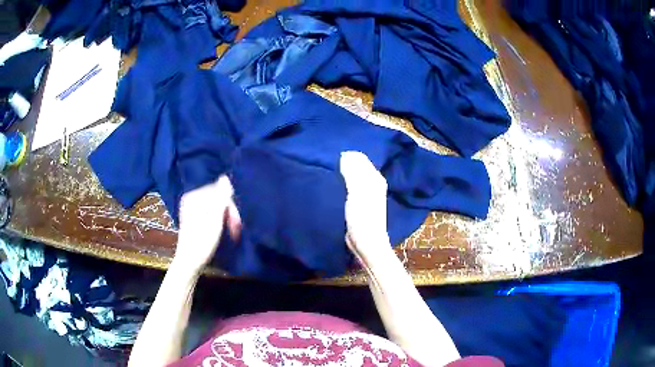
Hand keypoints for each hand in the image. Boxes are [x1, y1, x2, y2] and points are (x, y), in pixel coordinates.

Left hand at [174, 176, 241, 272]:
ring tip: (231, 232)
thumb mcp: (214, 219)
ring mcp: (191, 208)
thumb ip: (220, 197)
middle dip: (228, 213)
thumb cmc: (202, 242)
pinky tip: (221, 231)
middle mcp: (190, 199)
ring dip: (225, 218)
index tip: (236, 223)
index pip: (219, 192)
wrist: (190, 262)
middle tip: (235, 230)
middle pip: (217, 199)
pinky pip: (210, 212)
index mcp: (193, 196)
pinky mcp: (193, 217)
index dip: (230, 206)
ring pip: (215, 207)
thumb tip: (225, 177)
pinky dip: (218, 221)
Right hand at [339, 151, 390, 264]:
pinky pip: (350, 186)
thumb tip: (345, 155)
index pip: (359, 158)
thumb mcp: (357, 192)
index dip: (345, 156)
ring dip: (342, 173)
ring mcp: (367, 193)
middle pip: (357, 166)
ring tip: (328, 173)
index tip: (330, 159)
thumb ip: (352, 173)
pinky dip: (342, 183)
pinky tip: (333, 185)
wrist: (366, 243)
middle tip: (327, 165)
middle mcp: (373, 182)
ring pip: (352, 176)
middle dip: (344, 163)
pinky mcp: (359, 202)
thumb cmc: (363, 217)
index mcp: (375, 177)